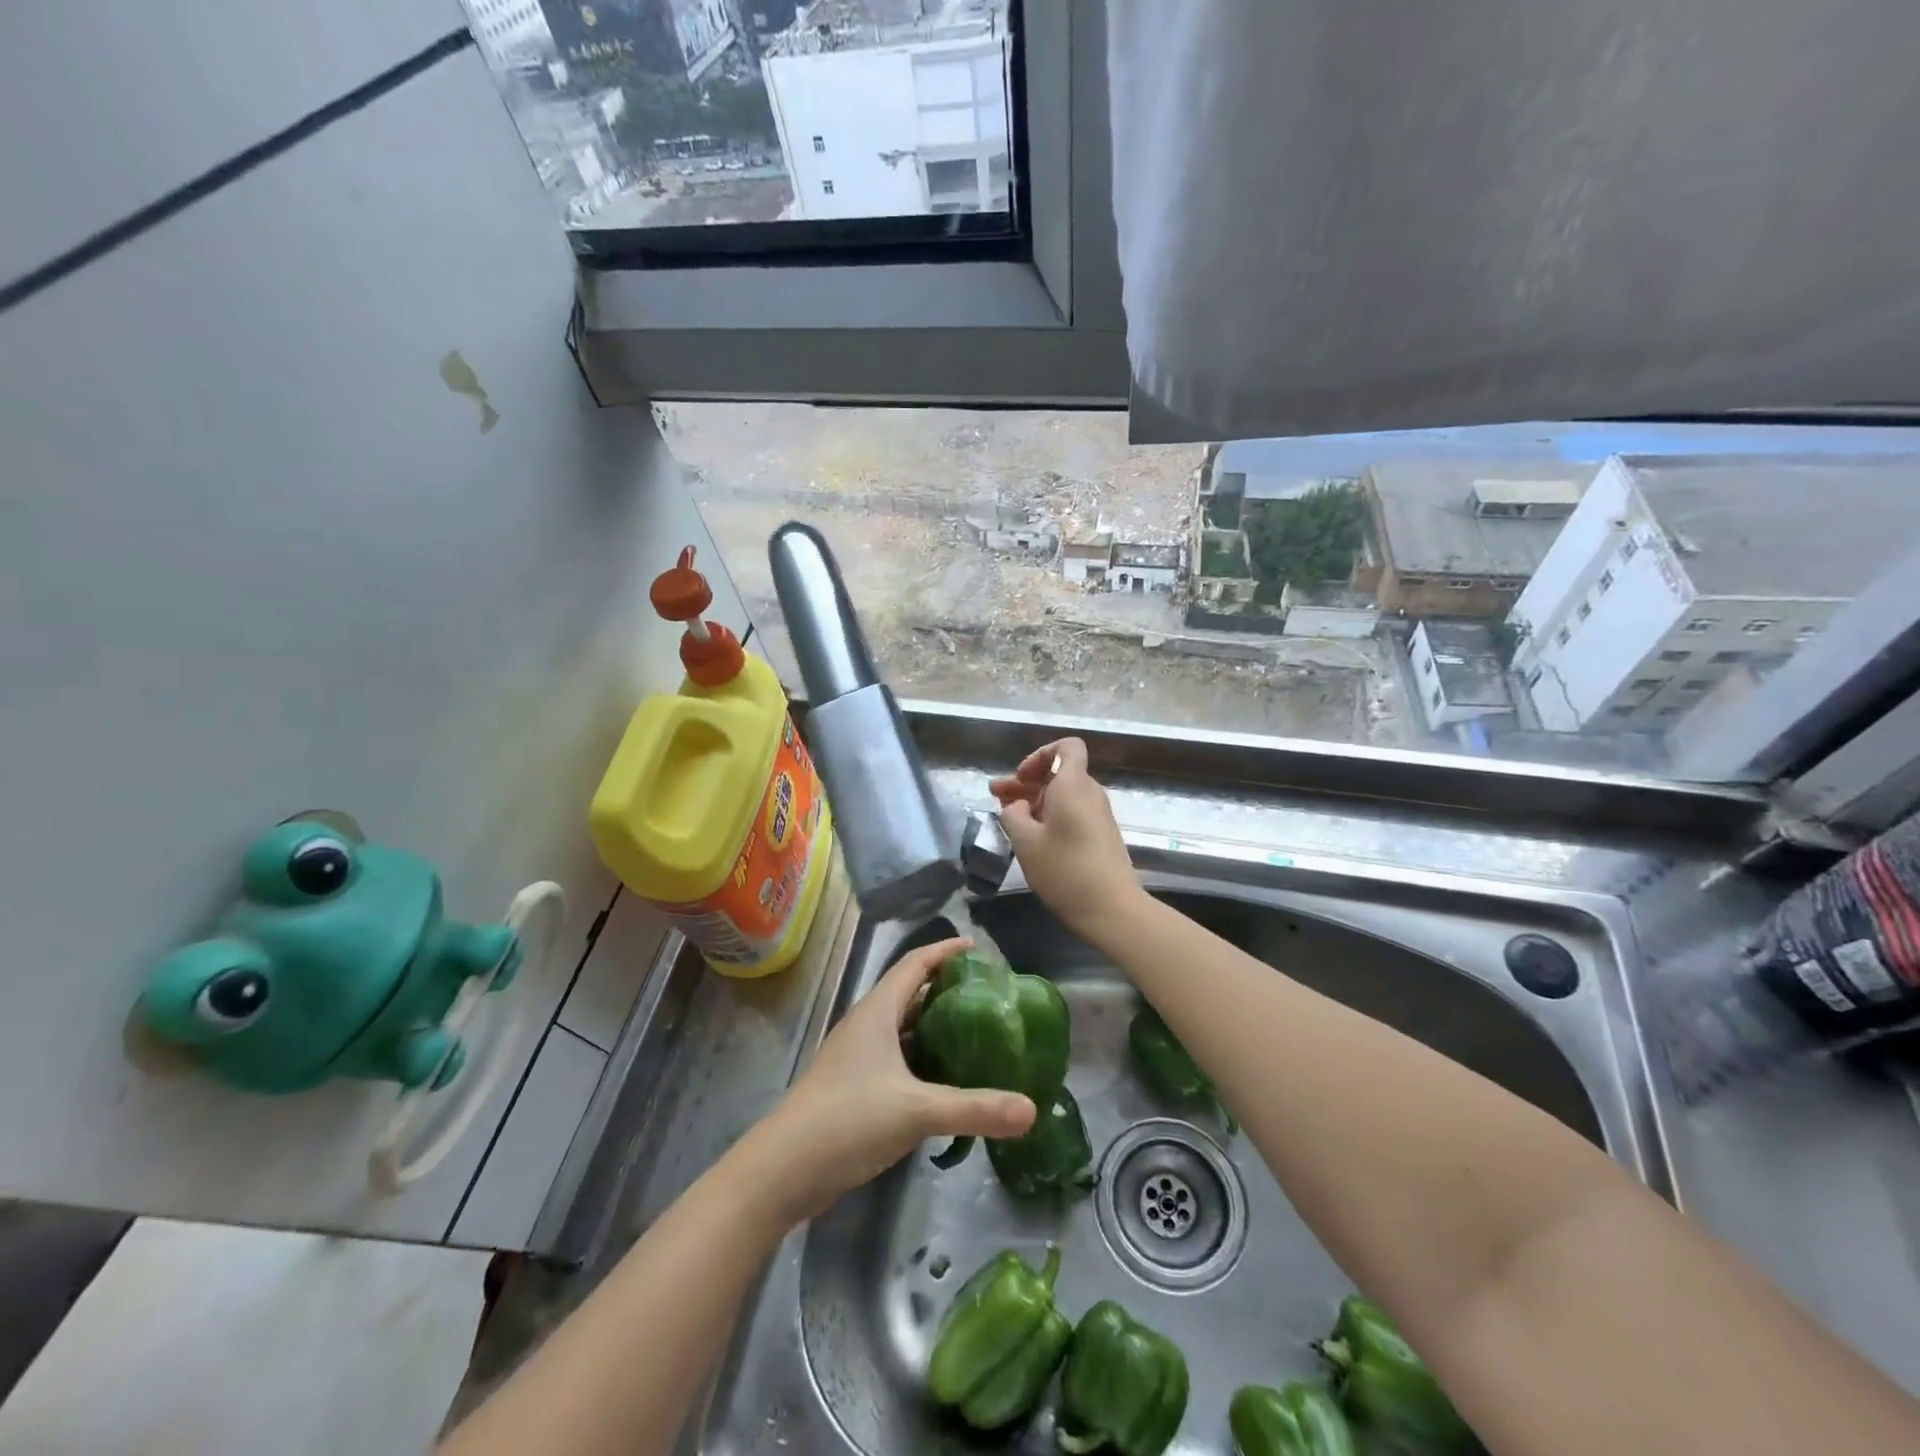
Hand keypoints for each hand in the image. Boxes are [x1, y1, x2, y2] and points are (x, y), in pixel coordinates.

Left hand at [757, 938, 1036, 1220]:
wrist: (783, 1170)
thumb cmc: (848, 1119)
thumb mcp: (916, 1111)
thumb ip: (974, 1108)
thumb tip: (1031, 1110)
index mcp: (877, 1012)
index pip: (915, 964)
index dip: (945, 952)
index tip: (978, 949)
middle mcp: (867, 1026)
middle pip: (910, 993)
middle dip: (946, 989)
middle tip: (988, 995)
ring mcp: (858, 1058)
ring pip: (902, 1028)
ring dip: (934, 1026)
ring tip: (976, 1032)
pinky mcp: (855, 1087)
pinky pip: (896, 1058)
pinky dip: (922, 1059)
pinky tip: (946, 1079)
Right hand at [990, 738, 1140, 937]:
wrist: (1111, 909)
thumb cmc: (1065, 870)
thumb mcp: (1025, 841)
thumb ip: (1012, 814)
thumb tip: (1017, 805)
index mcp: (1073, 785)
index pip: (1067, 746)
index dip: (1040, 754)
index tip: (1021, 777)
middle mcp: (1089, 793)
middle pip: (1059, 772)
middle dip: (1026, 781)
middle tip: (996, 796)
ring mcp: (1098, 814)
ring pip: (1063, 794)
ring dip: (1034, 800)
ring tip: (1007, 816)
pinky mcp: (1100, 834)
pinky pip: (1072, 812)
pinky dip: (1049, 815)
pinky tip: (1030, 834)